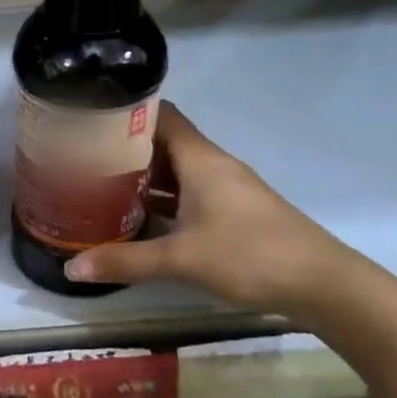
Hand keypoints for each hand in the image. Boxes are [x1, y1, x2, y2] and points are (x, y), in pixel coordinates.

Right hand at [65, 102, 361, 316]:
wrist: (324, 285)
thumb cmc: (250, 256)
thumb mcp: (181, 260)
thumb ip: (125, 261)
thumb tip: (72, 267)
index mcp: (200, 159)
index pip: (160, 115)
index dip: (126, 112)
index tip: (90, 118)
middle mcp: (212, 166)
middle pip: (163, 142)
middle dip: (124, 147)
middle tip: (83, 156)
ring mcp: (225, 189)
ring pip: (175, 171)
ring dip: (143, 176)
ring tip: (100, 184)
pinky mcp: (233, 213)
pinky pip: (188, 194)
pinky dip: (162, 199)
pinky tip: (138, 217)